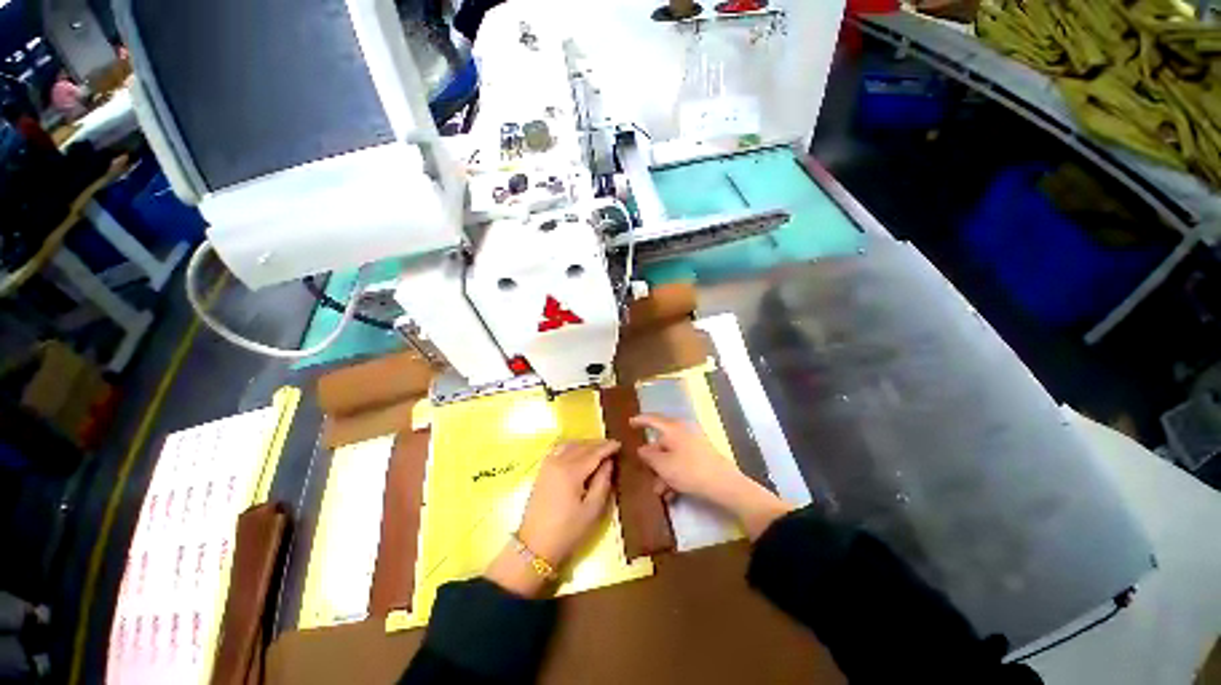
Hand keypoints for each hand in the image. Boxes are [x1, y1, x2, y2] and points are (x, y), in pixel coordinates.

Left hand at [486, 440, 617, 597]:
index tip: (620, 444)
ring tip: (597, 449)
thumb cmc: (567, 531)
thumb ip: (602, 482)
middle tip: (612, 447)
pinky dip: (572, 447)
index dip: (607, 447)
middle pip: (582, 447)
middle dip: (597, 445)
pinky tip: (578, 452)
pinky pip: (559, 450)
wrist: (534, 546)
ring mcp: (548, 465)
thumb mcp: (592, 510)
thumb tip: (609, 462)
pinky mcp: (542, 470)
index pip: (594, 453)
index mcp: (571, 471)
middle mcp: (558, 462)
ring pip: (570, 445)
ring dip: (585, 444)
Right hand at [631, 414, 792, 539]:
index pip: (653, 419)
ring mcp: (694, 443)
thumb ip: (649, 456)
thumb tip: (642, 448)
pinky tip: (673, 493)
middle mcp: (684, 432)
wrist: (724, 485)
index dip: (640, 420)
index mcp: (673, 428)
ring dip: (664, 472)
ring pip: (672, 455)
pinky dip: (675, 475)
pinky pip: (682, 462)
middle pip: (662, 442)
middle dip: (654, 460)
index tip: (630, 422)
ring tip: (661, 492)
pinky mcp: (702, 456)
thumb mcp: (663, 465)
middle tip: (646, 473)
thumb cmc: (689, 470)